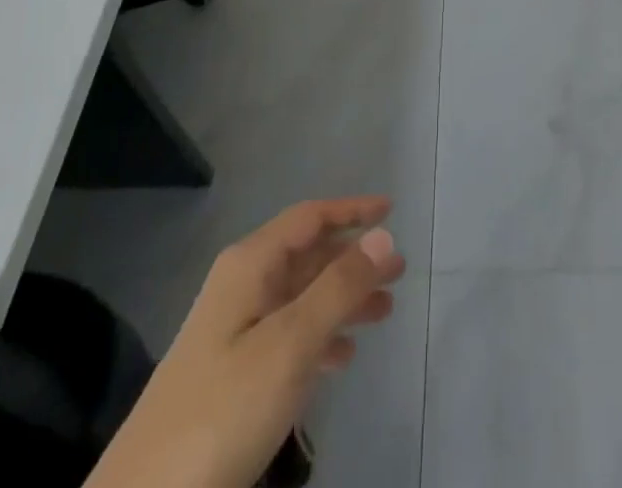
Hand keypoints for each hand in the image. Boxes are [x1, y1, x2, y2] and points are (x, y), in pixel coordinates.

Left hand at [89, 197, 406, 487]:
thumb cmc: (222, 411)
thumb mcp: (289, 345)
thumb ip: (338, 288)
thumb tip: (383, 235)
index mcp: (250, 266)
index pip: (308, 218)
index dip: (351, 210)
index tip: (392, 210)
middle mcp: (242, 286)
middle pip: (307, 256)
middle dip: (353, 259)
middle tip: (399, 272)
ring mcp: (234, 331)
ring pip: (301, 297)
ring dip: (342, 299)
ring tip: (385, 312)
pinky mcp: (231, 375)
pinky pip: (288, 336)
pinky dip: (320, 337)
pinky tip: (343, 357)